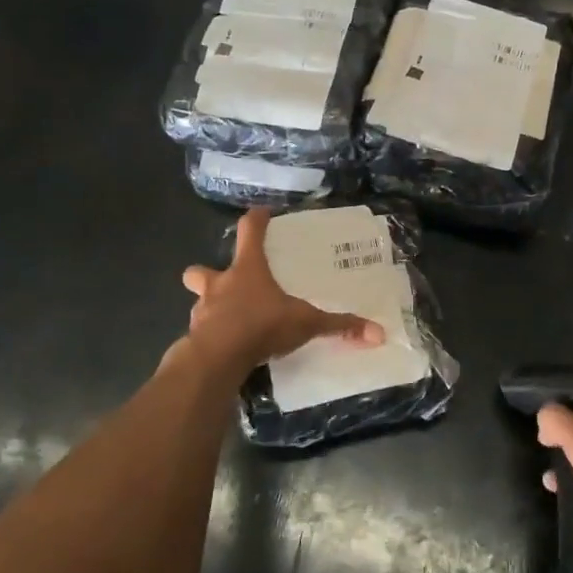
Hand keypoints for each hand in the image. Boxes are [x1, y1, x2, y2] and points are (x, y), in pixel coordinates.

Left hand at [181, 207, 383, 374]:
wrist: (217, 359)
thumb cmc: (261, 326)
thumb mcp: (306, 324)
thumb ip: (339, 326)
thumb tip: (378, 332)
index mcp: (247, 270)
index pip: (249, 232)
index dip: (256, 220)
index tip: (262, 212)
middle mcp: (220, 285)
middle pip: (202, 270)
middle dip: (208, 274)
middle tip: (227, 283)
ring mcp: (203, 311)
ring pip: (200, 302)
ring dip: (213, 308)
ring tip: (233, 322)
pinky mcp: (195, 338)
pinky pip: (203, 333)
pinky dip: (214, 337)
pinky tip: (229, 348)